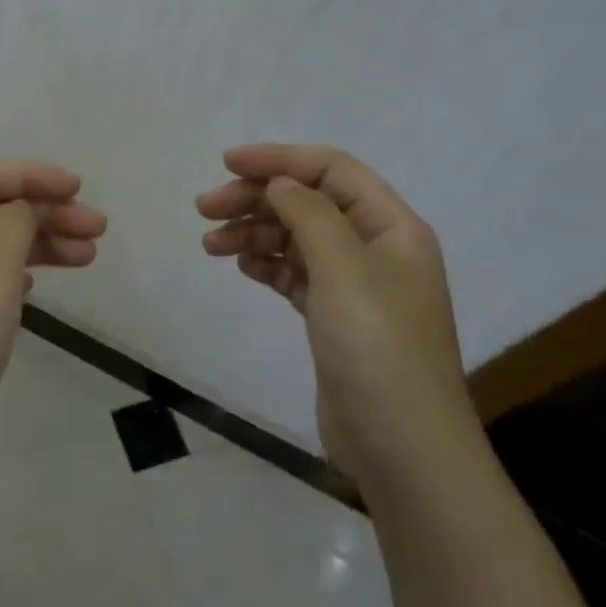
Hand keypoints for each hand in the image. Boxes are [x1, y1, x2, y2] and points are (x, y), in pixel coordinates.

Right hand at [197, 144, 467, 472]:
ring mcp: (355, 287)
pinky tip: (241, 265)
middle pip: (308, 203)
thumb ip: (309, 214)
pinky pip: (294, 275)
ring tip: (210, 244)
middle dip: (256, 199)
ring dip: (254, 232)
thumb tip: (281, 182)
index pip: (332, 171)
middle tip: (204, 209)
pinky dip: (266, 264)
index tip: (226, 164)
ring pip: (296, 239)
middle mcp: (375, 249)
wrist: (401, 447)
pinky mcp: (334, 319)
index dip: (279, 159)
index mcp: (391, 227)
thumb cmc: (377, 348)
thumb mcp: (344, 269)